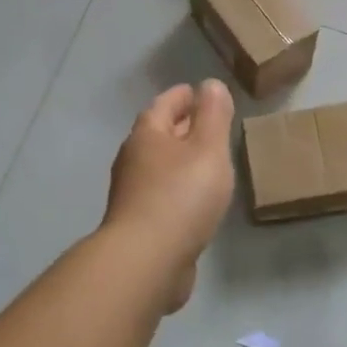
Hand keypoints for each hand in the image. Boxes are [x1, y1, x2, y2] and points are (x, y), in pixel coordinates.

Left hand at [105, 80, 236, 311]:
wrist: (147, 261)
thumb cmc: (181, 196)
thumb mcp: (208, 148)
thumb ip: (213, 115)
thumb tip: (210, 85)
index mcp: (147, 136)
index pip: (164, 104)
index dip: (183, 95)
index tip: (199, 90)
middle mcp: (133, 160)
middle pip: (158, 134)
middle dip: (182, 125)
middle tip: (209, 122)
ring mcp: (133, 194)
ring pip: (160, 166)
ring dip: (180, 159)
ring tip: (208, 160)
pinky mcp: (140, 224)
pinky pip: (162, 194)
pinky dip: (179, 188)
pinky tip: (196, 199)